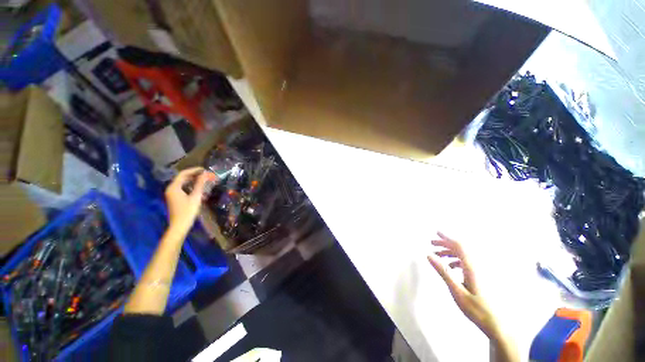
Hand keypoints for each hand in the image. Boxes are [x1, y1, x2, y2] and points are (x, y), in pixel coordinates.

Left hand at [165, 167, 213, 233]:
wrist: (179, 226)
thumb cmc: (187, 211)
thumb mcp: (196, 196)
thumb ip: (200, 184)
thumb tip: (205, 174)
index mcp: (174, 187)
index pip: (183, 174)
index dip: (194, 170)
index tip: (204, 169)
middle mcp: (171, 189)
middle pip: (183, 178)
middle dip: (195, 175)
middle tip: (206, 175)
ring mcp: (172, 194)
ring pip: (183, 183)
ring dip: (193, 181)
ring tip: (204, 180)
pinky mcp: (175, 198)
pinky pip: (183, 188)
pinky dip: (191, 186)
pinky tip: (199, 188)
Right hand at [427, 232, 498, 337]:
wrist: (495, 324)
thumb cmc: (475, 308)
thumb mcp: (456, 290)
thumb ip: (443, 271)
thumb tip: (429, 255)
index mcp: (471, 267)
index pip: (459, 246)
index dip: (447, 237)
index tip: (436, 232)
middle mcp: (476, 266)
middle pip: (460, 248)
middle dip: (445, 243)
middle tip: (432, 243)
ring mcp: (479, 271)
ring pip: (463, 255)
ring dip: (449, 252)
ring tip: (437, 254)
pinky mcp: (480, 276)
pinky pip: (466, 262)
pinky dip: (455, 260)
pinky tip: (450, 266)